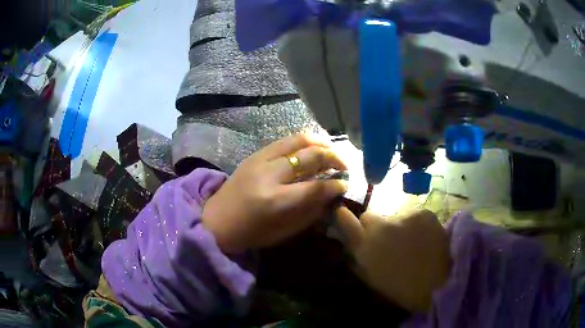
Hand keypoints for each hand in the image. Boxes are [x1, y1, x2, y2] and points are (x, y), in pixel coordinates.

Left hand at [202, 134, 347, 253]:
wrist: (217, 221)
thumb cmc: (252, 233)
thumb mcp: (285, 231)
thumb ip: (311, 211)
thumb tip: (332, 194)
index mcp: (277, 201)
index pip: (317, 186)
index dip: (336, 184)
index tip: (345, 184)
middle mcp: (270, 175)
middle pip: (311, 156)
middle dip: (334, 158)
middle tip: (342, 166)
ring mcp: (260, 160)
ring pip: (298, 139)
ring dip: (320, 143)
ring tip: (330, 152)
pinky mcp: (254, 154)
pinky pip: (284, 141)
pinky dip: (303, 143)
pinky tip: (310, 150)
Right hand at [336, 208, 450, 312]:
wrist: (438, 282)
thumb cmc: (402, 287)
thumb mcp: (372, 277)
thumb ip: (359, 258)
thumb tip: (352, 245)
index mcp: (365, 247)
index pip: (346, 221)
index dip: (343, 216)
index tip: (342, 212)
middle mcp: (380, 227)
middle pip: (369, 215)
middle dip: (374, 225)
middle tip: (387, 238)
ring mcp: (402, 217)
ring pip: (394, 216)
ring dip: (399, 226)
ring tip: (412, 242)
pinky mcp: (422, 213)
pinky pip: (414, 216)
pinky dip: (417, 224)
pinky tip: (426, 238)